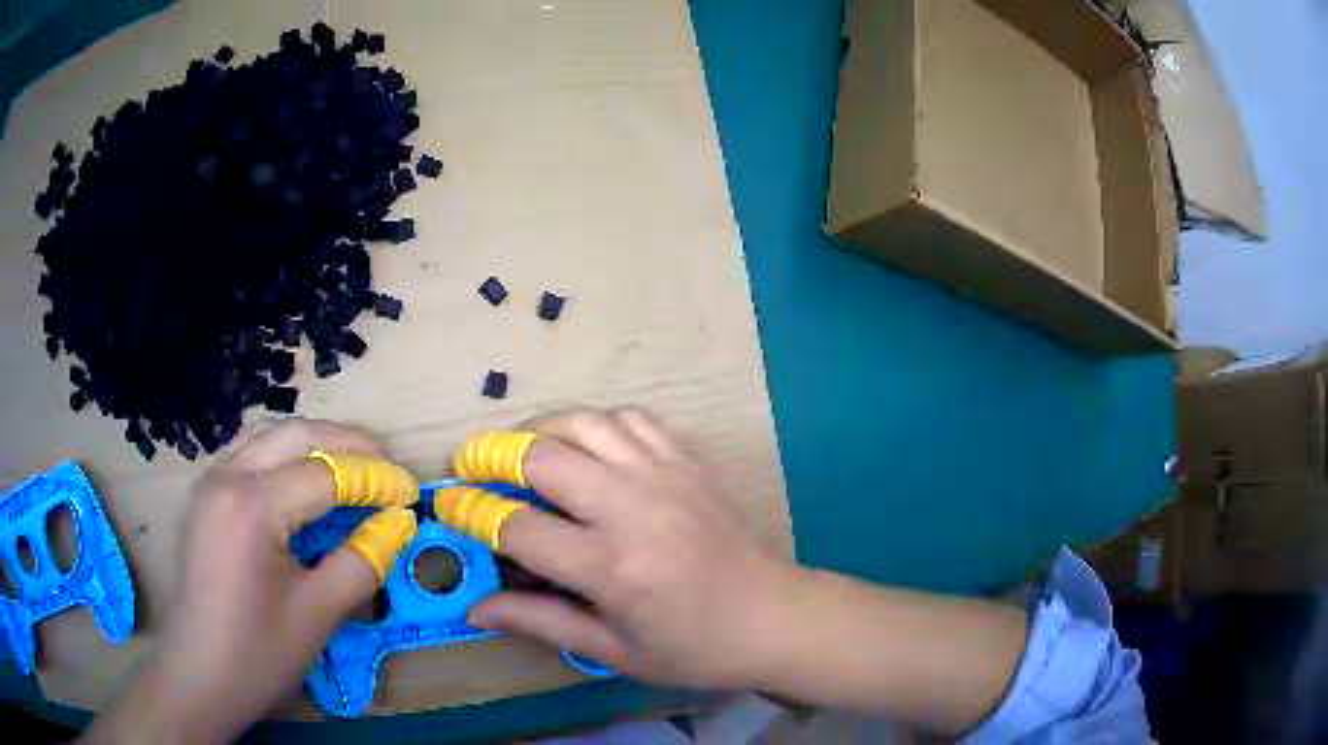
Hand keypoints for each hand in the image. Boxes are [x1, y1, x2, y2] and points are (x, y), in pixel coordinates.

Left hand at [86, 419, 417, 743]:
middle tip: (390, 470)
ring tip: (354, 469)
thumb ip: (363, 561)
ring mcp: (212, 480)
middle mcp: (227, 476)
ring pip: (271, 434)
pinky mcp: (208, 493)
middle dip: (351, 444)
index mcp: (252, 506)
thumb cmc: (260, 652)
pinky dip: (287, 455)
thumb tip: (397, 523)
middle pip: (298, 433)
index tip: (413, 493)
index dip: (375, 479)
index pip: (325, 472)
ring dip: (317, 443)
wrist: (202, 673)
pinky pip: (252, 453)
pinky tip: (306, 481)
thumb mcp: (320, 613)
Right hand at [468, 407, 794, 688]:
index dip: (475, 514)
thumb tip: (475, 607)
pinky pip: (631, 418)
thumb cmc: (692, 647)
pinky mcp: (687, 461)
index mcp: (611, 568)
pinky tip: (587, 447)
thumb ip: (540, 622)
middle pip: (542, 456)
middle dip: (493, 456)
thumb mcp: (613, 650)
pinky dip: (596, 424)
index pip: (520, 528)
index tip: (451, 506)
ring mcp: (664, 476)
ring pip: (584, 423)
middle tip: (472, 467)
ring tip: (522, 453)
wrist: (772, 616)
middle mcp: (632, 509)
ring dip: (541, 430)